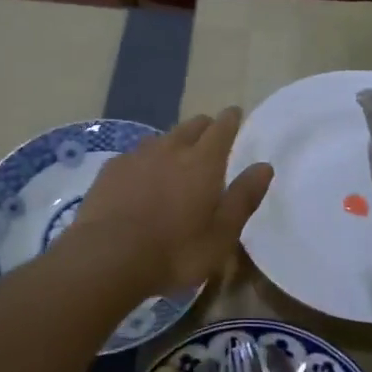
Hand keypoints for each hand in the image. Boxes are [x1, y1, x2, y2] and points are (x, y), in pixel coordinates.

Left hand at [73, 107, 273, 293]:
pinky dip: (145, 160)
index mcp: (203, 162)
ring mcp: (136, 156)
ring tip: (175, 156)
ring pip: (161, 138)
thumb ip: (243, 198)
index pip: (221, 128)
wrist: (107, 258)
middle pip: (191, 126)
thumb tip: (264, 166)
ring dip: (173, 142)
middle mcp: (170, 149)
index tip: (234, 114)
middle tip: (210, 135)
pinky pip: (134, 155)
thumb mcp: (221, 234)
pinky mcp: (110, 170)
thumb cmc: (175, 251)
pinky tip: (140, 176)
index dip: (230, 119)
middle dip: (204, 126)